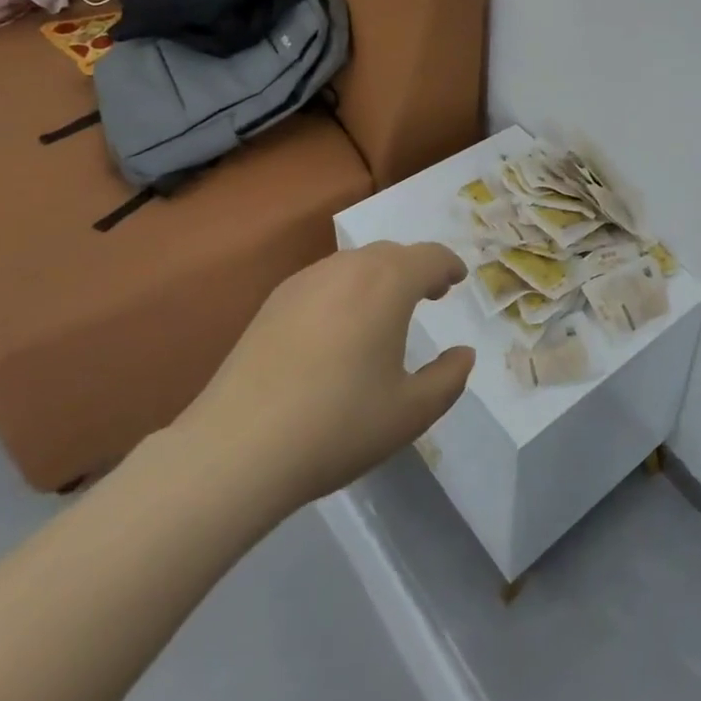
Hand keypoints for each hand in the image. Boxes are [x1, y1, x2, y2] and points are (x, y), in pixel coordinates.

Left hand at [170, 242, 475, 515]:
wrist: (237, 448)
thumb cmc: (337, 425)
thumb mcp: (410, 413)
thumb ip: (448, 379)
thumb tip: (463, 354)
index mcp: (388, 284)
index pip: (430, 257)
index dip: (449, 266)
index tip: (457, 279)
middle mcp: (348, 268)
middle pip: (392, 253)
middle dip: (415, 268)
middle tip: (428, 294)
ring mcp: (305, 281)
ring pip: (354, 263)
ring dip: (379, 276)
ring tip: (383, 310)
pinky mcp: (273, 301)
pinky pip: (324, 279)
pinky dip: (345, 289)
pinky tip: (337, 328)